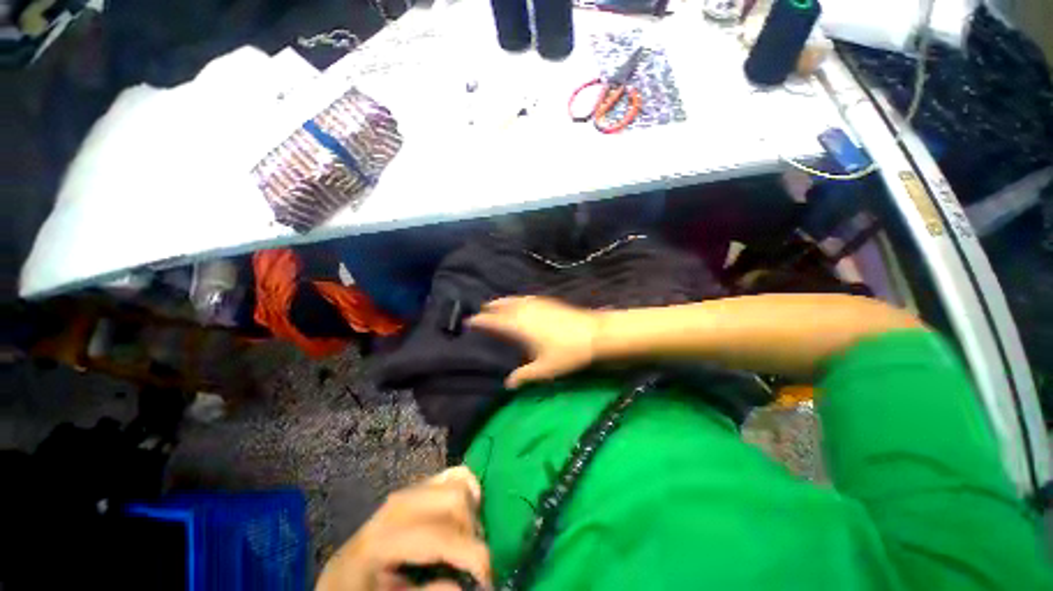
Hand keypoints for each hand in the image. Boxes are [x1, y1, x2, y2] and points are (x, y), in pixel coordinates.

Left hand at [316, 467, 491, 590]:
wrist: (340, 580)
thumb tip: (463, 586)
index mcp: (381, 541)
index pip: (439, 537)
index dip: (473, 556)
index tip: (489, 579)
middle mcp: (394, 507)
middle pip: (453, 499)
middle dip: (472, 531)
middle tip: (473, 563)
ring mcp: (404, 493)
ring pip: (455, 481)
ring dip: (470, 511)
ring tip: (467, 541)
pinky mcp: (413, 489)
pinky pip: (449, 474)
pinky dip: (467, 486)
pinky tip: (468, 511)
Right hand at [468, 297, 600, 388]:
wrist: (594, 333)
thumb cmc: (567, 352)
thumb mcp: (544, 369)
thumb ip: (524, 376)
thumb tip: (508, 385)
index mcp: (519, 326)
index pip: (493, 321)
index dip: (480, 321)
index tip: (469, 321)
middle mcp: (525, 311)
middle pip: (502, 306)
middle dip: (490, 307)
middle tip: (481, 311)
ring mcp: (537, 304)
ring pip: (514, 300)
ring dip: (503, 301)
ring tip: (496, 304)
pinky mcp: (549, 301)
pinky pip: (526, 298)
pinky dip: (518, 299)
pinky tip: (521, 303)